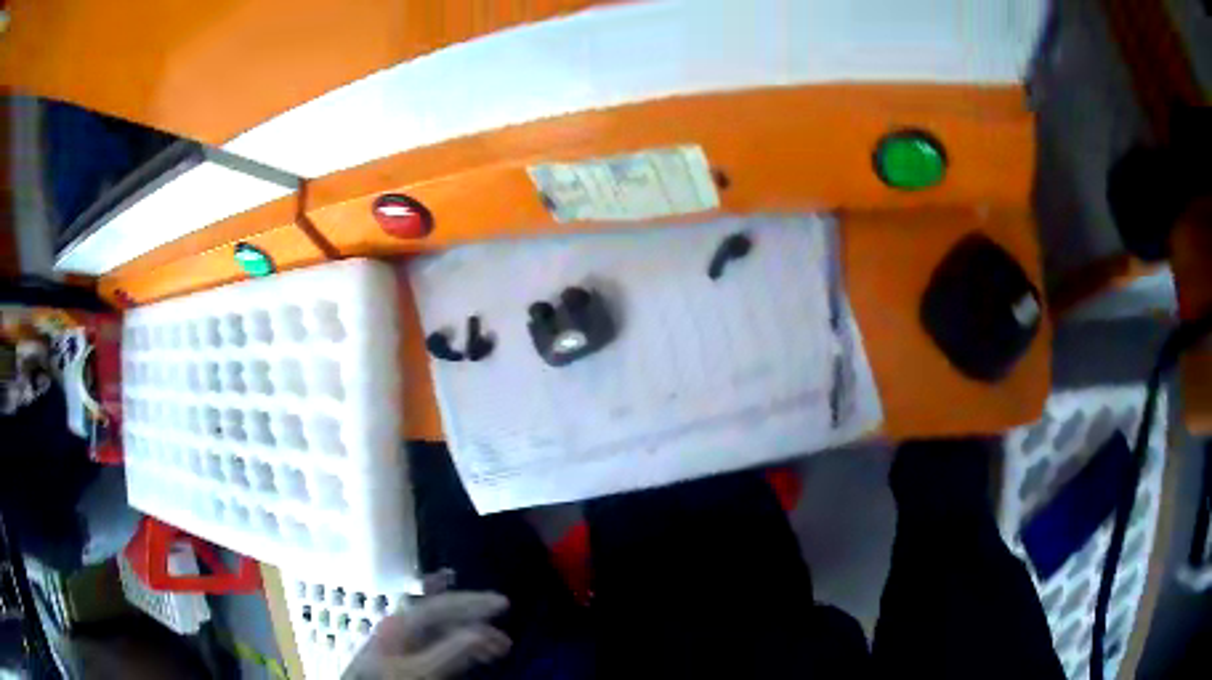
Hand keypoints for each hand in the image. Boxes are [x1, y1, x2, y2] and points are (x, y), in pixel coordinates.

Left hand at [342, 591, 511, 679]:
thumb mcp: (419, 671)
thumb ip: (448, 651)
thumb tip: (481, 631)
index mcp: (401, 623)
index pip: (442, 605)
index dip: (474, 602)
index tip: (505, 604)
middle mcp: (402, 624)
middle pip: (444, 614)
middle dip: (477, 620)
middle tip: (506, 637)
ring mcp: (403, 639)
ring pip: (443, 629)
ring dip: (472, 635)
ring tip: (497, 650)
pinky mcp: (406, 654)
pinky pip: (439, 642)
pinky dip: (460, 643)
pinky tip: (473, 644)